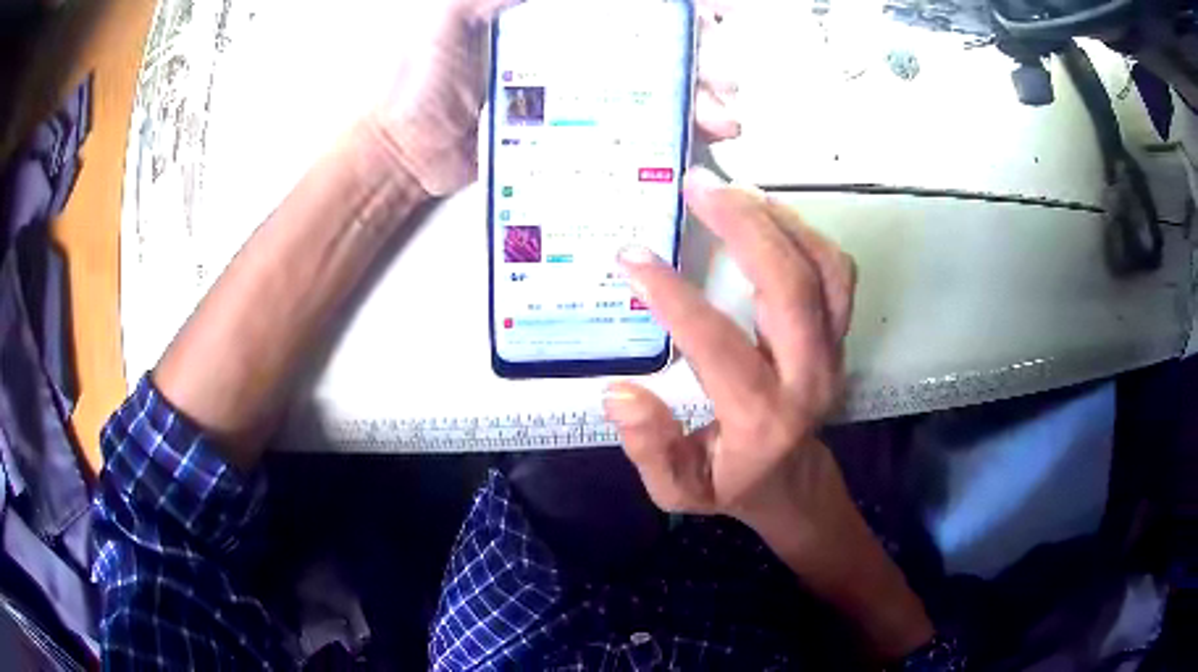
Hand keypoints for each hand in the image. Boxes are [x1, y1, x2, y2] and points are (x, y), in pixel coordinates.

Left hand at [367, 0, 742, 195]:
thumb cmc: (411, 83)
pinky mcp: (565, 135)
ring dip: (692, 102)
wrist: (399, 152)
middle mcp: (568, 51)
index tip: (714, 17)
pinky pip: (621, 134)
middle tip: (723, 80)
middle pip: (650, 50)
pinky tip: (685, 143)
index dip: (676, 11)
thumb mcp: (448, 17)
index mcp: (549, 17)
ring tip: (720, 117)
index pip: (627, 9)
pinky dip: (660, 139)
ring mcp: (570, 94)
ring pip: (645, 92)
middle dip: (698, 62)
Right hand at [604, 168, 856, 530]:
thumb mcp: (678, 490)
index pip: (718, 344)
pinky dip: (803, 232)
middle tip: (698, 186)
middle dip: (744, 227)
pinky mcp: (839, 334)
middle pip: (791, 287)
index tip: (632, 256)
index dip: (673, 297)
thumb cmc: (731, 483)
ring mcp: (833, 351)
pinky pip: (835, 272)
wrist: (793, 483)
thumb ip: (649, 448)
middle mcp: (808, 377)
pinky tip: (766, 214)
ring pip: (825, 269)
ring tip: (732, 190)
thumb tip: (618, 392)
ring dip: (779, 220)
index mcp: (762, 419)